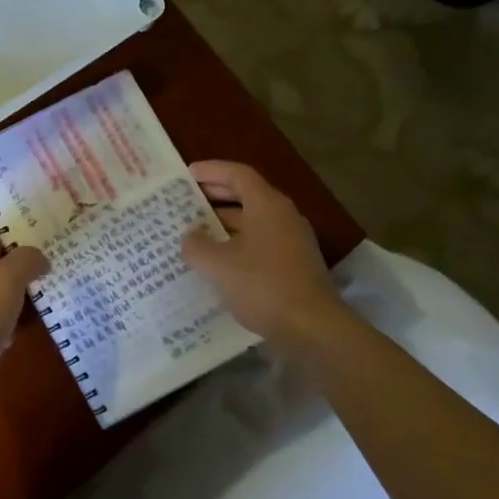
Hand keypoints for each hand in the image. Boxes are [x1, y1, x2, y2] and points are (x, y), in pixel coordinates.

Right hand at [181, 160, 347, 346]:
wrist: (311, 328)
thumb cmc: (262, 285)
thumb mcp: (217, 264)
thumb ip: (197, 245)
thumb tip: (191, 236)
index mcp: (267, 205)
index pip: (238, 174)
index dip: (212, 170)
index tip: (187, 174)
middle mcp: (283, 216)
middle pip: (247, 195)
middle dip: (216, 196)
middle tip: (186, 200)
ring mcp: (292, 242)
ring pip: (253, 222)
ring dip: (224, 223)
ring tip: (195, 233)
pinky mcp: (294, 265)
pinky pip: (259, 244)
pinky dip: (236, 245)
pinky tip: (217, 261)